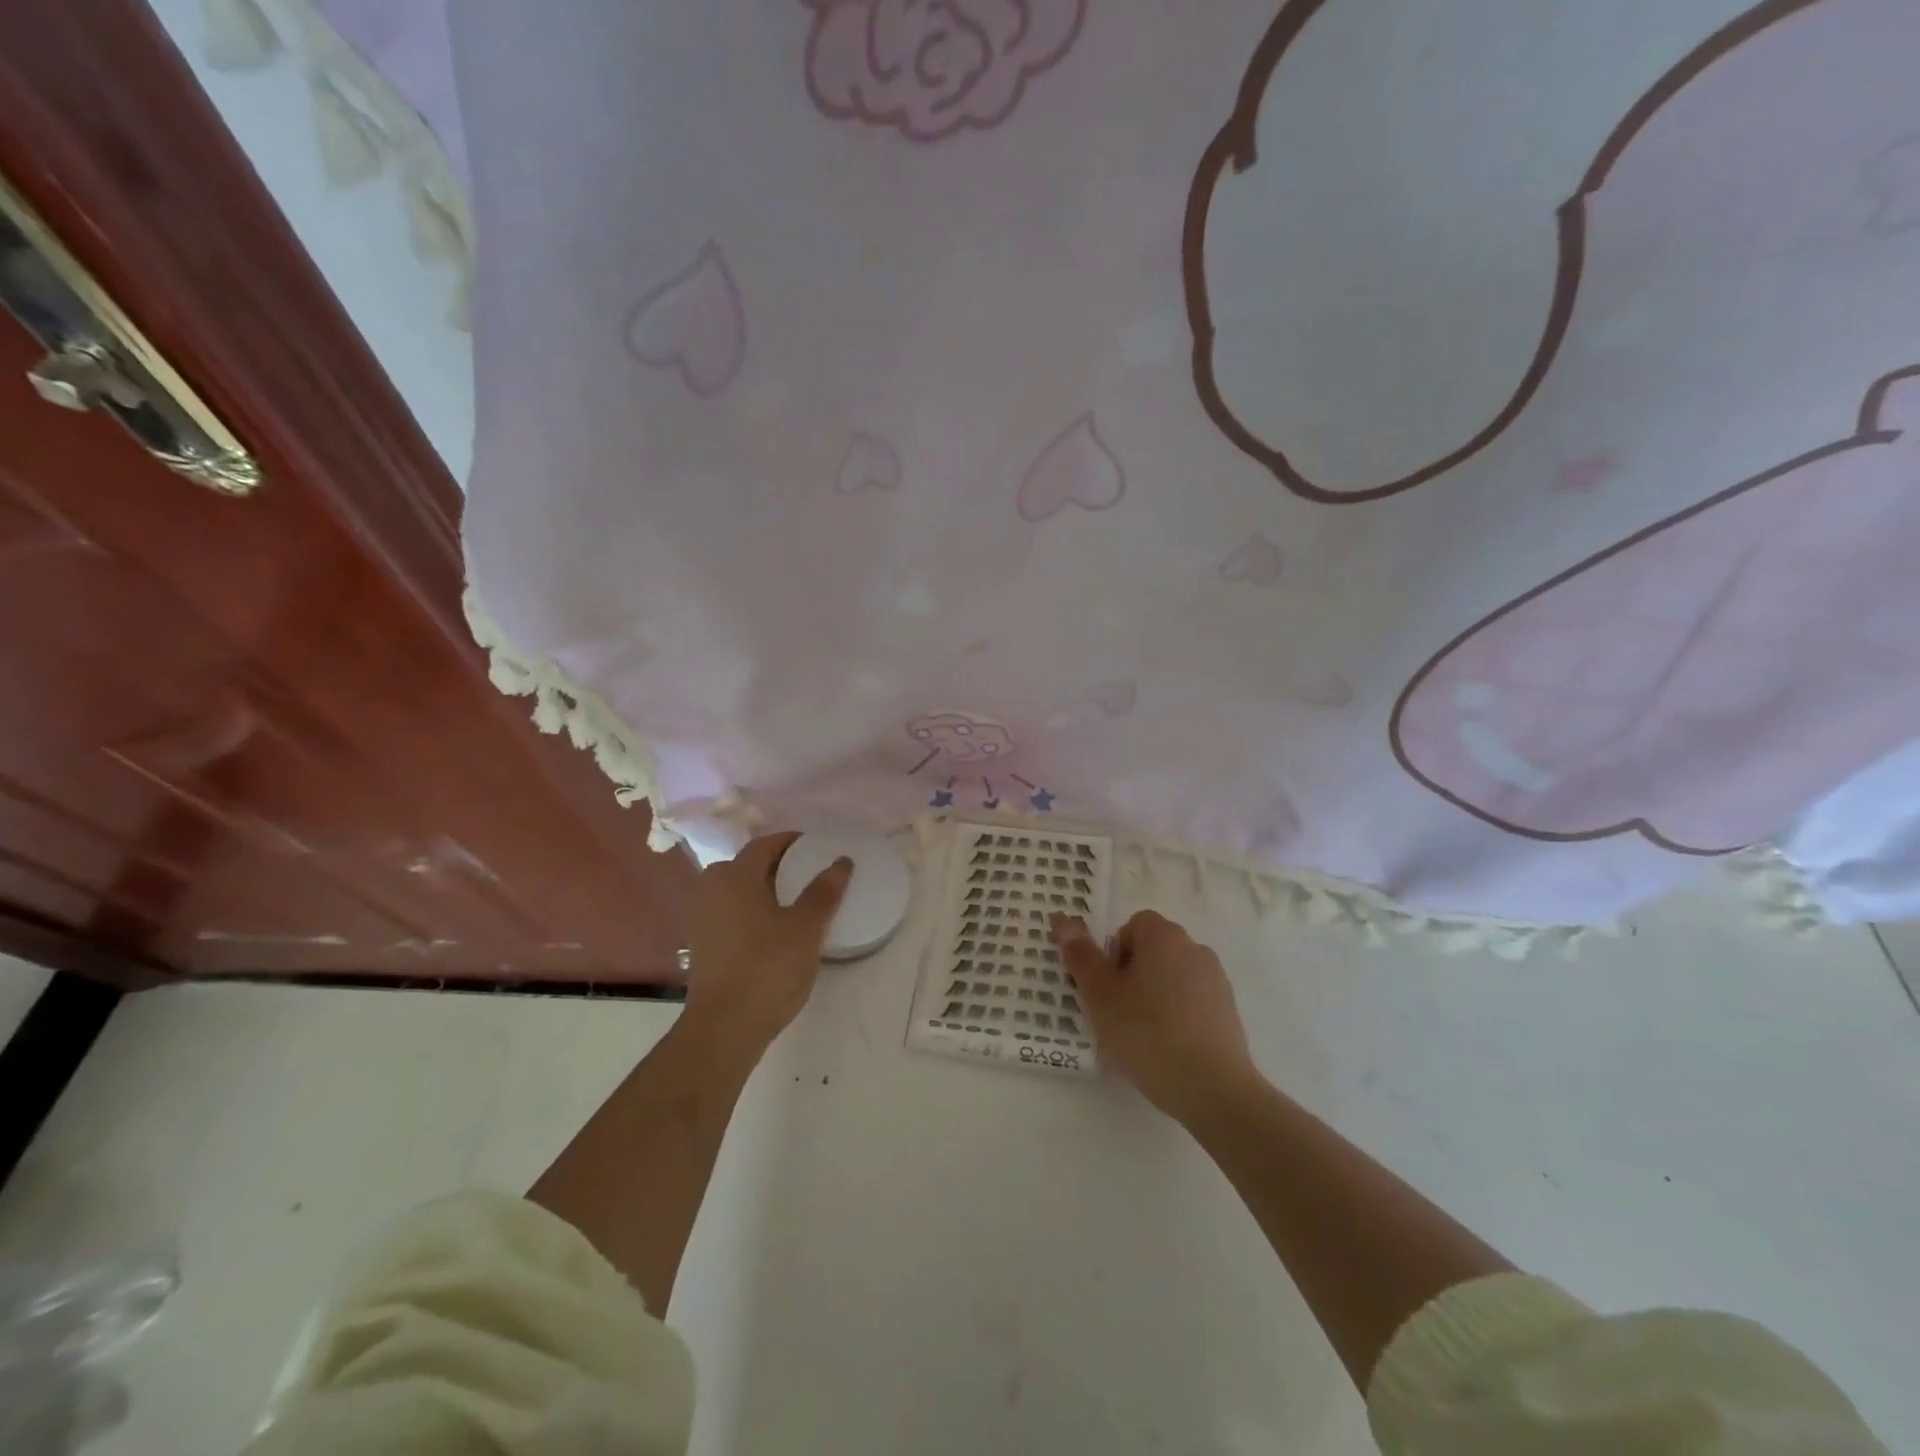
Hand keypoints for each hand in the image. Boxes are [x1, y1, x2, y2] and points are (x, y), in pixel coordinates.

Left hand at [683, 831, 850, 1052]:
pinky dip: (754, 912)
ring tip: (798, 902)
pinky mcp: (702, 945)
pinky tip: (776, 931)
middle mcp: (711, 889)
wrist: (724, 1028)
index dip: (792, 842)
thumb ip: (824, 892)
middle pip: (749, 866)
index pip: (765, 845)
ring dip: (767, 890)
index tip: (818, 848)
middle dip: (779, 866)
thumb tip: (842, 861)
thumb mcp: (806, 928)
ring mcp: (702, 919)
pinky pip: (733, 914)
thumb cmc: (767, 968)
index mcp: (734, 875)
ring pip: (739, 891)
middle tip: (810, 874)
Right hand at [1052, 910, 1260, 1120]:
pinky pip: (1191, 1001)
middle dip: (1132, 974)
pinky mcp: (1228, 1011)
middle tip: (1117, 1013)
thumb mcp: (1101, 995)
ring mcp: (1216, 981)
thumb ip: (1081, 955)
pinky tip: (1167, 1049)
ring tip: (1141, 1036)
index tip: (1107, 988)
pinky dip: (1176, 1015)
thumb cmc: (1147, 1034)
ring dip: (1154, 995)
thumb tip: (1062, 918)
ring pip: (1171, 977)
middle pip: (1152, 950)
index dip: (1114, 953)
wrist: (1213, 1089)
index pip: (1132, 925)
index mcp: (1164, 937)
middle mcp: (1194, 949)